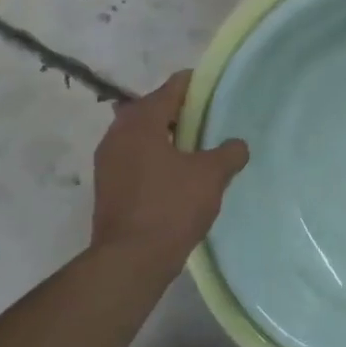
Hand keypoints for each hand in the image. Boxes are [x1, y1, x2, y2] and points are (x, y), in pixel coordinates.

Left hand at [91, 71, 248, 270]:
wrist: (130, 260)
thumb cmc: (170, 207)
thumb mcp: (211, 176)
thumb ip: (228, 153)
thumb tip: (237, 145)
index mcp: (141, 121)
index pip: (172, 87)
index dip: (197, 85)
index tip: (218, 91)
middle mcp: (117, 133)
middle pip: (154, 110)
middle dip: (182, 113)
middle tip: (211, 123)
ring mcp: (108, 161)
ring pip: (143, 136)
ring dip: (168, 138)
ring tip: (198, 151)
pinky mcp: (108, 186)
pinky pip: (136, 159)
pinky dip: (156, 159)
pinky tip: (178, 177)